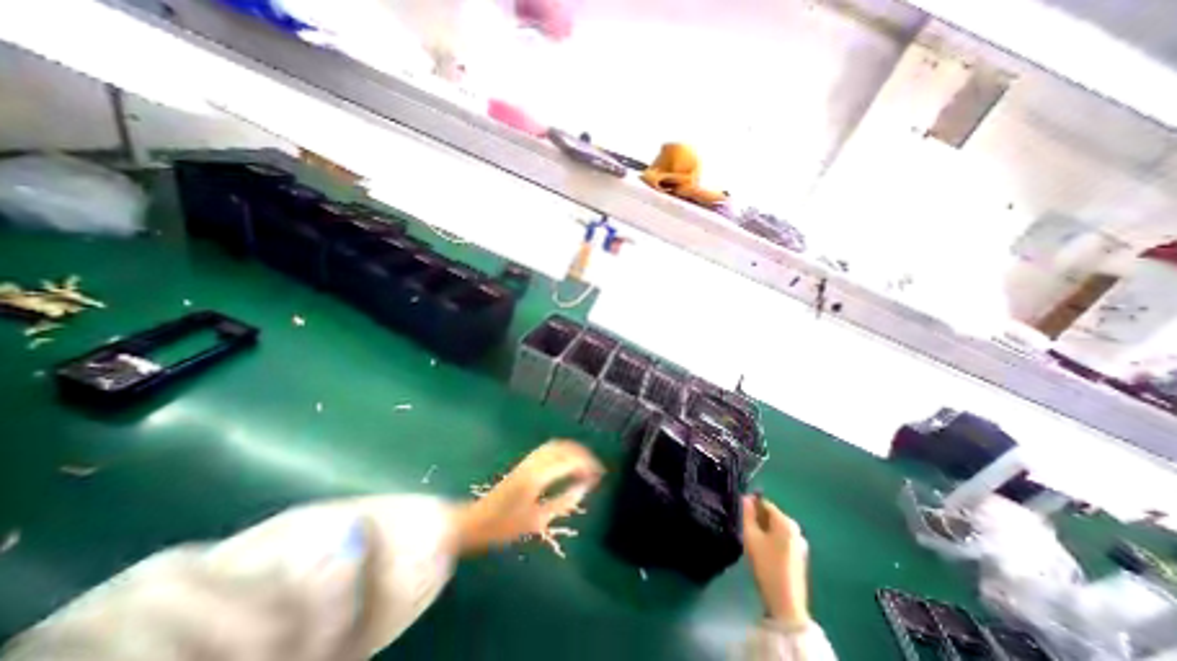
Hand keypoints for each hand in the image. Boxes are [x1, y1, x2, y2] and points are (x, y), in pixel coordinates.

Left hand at [451, 438, 598, 557]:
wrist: (476, 521)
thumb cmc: (506, 526)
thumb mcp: (537, 520)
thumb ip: (563, 501)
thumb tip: (584, 487)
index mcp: (538, 476)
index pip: (569, 461)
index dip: (587, 464)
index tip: (599, 474)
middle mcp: (534, 463)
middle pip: (563, 448)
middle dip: (582, 454)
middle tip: (595, 466)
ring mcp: (528, 460)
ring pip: (555, 446)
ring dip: (572, 450)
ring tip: (585, 463)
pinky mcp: (525, 462)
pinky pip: (548, 449)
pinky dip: (562, 450)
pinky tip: (567, 461)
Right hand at [744, 492, 809, 626]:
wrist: (786, 604)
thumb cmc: (767, 566)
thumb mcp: (751, 537)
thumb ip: (746, 514)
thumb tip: (745, 497)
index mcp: (786, 521)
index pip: (764, 503)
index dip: (749, 504)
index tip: (737, 512)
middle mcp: (796, 529)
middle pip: (771, 515)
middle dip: (756, 518)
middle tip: (742, 526)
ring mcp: (799, 544)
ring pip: (775, 528)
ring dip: (762, 529)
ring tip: (750, 538)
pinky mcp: (799, 557)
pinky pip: (781, 539)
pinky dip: (770, 540)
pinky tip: (761, 551)